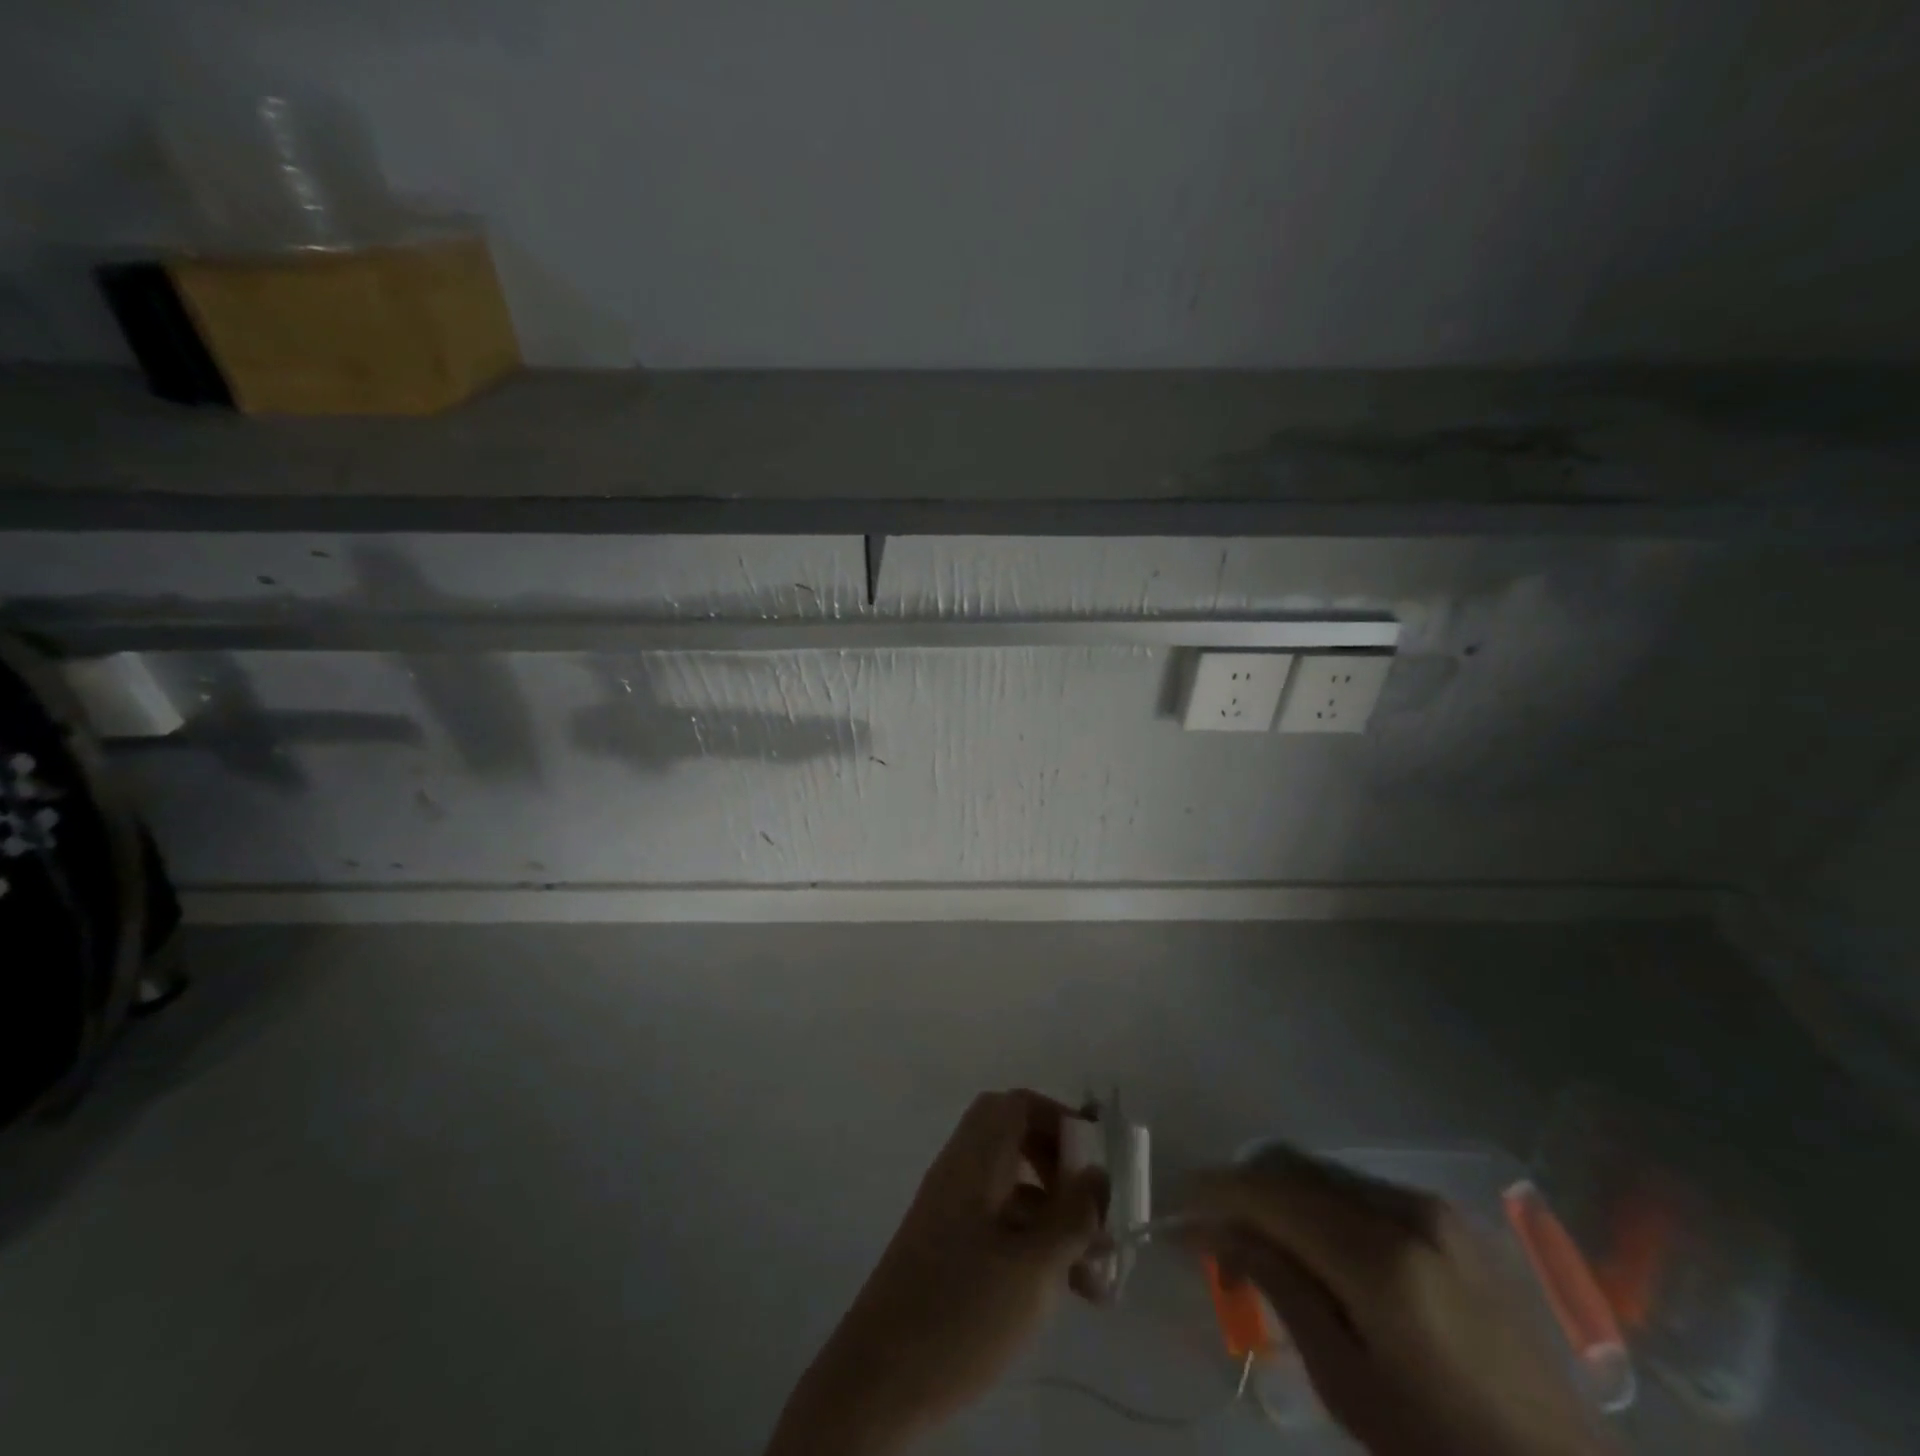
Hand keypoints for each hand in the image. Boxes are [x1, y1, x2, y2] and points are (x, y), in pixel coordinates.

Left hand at [767, 1090, 1107, 1455]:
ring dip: (1057, 1222)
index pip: (1017, 1106)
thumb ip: (1072, 1216)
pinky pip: (1001, 1227)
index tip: (1096, 1157)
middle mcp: (960, 1174)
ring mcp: (951, 1213)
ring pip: (1014, 1193)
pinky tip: (1066, 1292)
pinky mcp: (949, 1251)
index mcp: (974, 1160)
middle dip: (1063, 1173)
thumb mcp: (1034, 1267)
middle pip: (1017, 1144)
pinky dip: (1035, 1245)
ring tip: (1098, 1279)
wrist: (879, 1382)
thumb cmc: (962, 1312)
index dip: (1059, 1119)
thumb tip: (1097, 1174)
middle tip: (1095, 1214)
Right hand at [1185, 1146, 1616, 1455]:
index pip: (1271, 1193)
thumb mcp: (1348, 1383)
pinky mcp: (1451, 1218)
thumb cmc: (1444, 1451)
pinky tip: (1317, 1250)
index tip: (1177, 1206)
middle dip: (1243, 1191)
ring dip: (1280, 1196)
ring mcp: (1433, 1207)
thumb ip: (1280, 1286)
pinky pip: (1360, 1190)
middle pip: (1293, 1167)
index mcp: (1380, 1256)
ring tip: (1263, 1249)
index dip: (1215, 1192)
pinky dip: (1320, 1204)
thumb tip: (1219, 1227)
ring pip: (1324, 1173)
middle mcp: (1404, 1208)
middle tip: (1214, 1239)